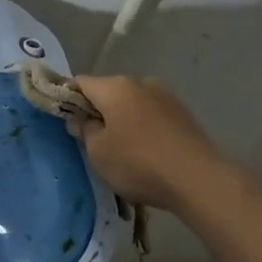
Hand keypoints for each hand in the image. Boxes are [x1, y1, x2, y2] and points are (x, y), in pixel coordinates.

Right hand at [66, 75, 224, 212]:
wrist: (197, 178)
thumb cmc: (137, 163)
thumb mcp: (98, 151)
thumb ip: (84, 130)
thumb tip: (80, 118)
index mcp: (115, 87)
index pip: (81, 83)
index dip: (68, 99)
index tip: (64, 120)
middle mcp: (141, 83)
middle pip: (108, 92)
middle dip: (98, 111)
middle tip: (92, 141)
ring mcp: (166, 97)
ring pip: (133, 104)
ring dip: (123, 120)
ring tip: (122, 151)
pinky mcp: (183, 114)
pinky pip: (152, 117)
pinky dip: (143, 129)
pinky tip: (146, 153)